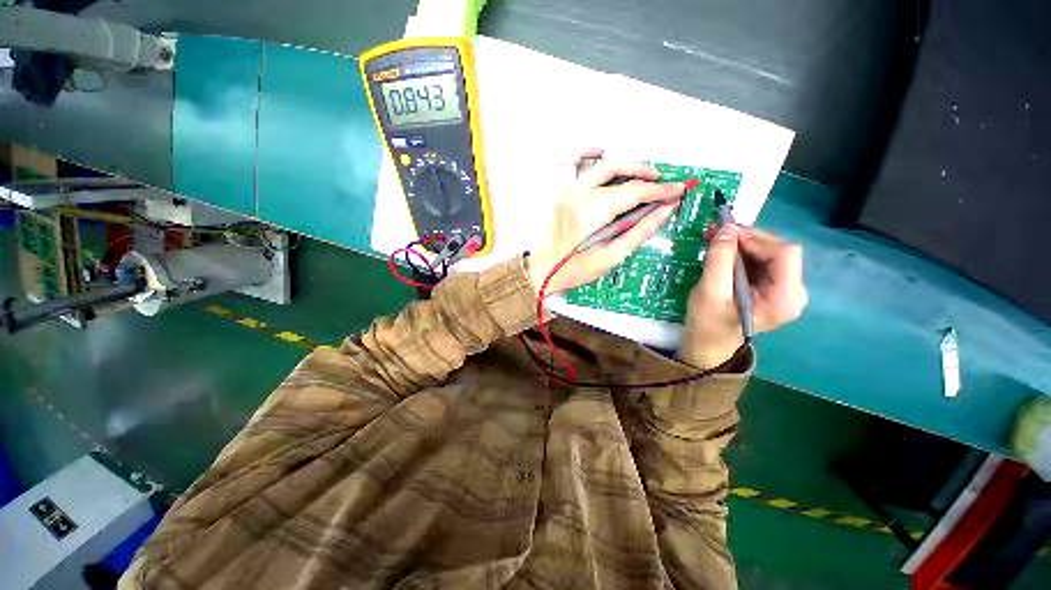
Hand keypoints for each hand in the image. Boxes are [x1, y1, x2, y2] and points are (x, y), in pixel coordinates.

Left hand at [527, 150, 684, 294]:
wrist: (544, 269)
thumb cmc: (573, 269)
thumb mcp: (612, 256)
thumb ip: (640, 230)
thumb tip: (664, 210)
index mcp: (589, 214)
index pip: (633, 193)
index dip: (659, 191)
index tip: (676, 191)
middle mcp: (577, 196)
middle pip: (620, 174)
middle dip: (647, 177)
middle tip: (663, 185)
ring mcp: (566, 191)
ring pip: (602, 165)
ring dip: (626, 164)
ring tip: (642, 172)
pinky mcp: (560, 191)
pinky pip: (571, 162)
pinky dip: (586, 153)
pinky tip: (600, 152)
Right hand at [681, 225, 807, 368]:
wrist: (707, 344)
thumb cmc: (708, 323)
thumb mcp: (710, 292)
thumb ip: (719, 260)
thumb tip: (727, 228)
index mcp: (785, 298)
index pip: (784, 254)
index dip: (756, 239)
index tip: (725, 235)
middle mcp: (793, 291)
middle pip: (778, 250)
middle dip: (747, 239)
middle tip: (716, 232)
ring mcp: (783, 289)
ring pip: (769, 252)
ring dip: (741, 243)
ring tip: (715, 238)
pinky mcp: (771, 286)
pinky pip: (761, 260)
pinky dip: (741, 251)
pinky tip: (722, 249)